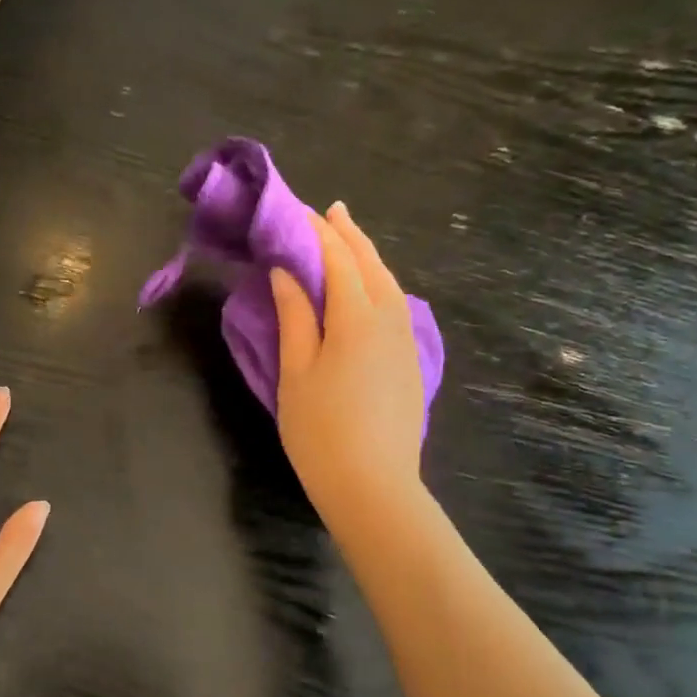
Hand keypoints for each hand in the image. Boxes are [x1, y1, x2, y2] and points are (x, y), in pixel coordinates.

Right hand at [271, 203, 429, 521]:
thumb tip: (286, 272)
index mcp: (356, 316)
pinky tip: (368, 287)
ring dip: (366, 255)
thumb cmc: (320, 430)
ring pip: (388, 282)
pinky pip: (395, 304)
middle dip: (347, 233)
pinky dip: (378, 282)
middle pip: (370, 263)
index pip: (336, 258)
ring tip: (347, 237)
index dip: (315, 232)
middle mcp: (389, 318)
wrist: (372, 485)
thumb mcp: (296, 371)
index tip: (295, 211)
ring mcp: (405, 340)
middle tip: (327, 210)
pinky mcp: (410, 361)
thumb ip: (294, 316)